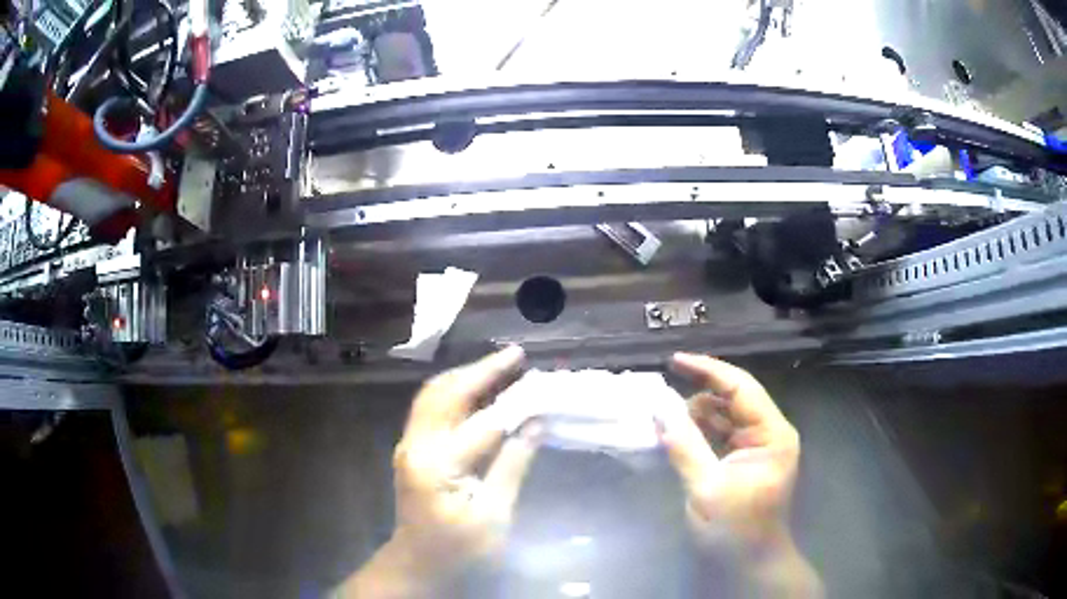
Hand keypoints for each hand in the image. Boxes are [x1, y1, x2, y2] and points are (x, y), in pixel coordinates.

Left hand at [343, 346, 540, 597]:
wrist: (418, 564)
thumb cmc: (460, 550)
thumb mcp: (494, 517)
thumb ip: (512, 466)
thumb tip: (536, 423)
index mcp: (437, 465)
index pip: (482, 423)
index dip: (514, 402)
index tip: (542, 384)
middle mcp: (416, 445)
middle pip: (445, 393)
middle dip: (482, 371)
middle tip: (517, 355)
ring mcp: (409, 445)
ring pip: (434, 395)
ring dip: (468, 377)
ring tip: (503, 364)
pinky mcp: (412, 449)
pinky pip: (433, 408)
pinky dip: (458, 393)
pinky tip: (481, 390)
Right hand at [662, 353, 820, 596]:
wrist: (750, 563)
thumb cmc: (734, 529)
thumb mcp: (706, 489)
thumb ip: (684, 447)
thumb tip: (659, 411)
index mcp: (771, 434)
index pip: (741, 388)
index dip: (708, 370)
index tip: (674, 360)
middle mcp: (769, 433)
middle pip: (734, 399)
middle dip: (699, 393)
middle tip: (660, 395)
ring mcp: (759, 447)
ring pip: (726, 416)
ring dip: (697, 414)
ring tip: (664, 415)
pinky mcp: (746, 460)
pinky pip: (722, 435)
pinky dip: (700, 431)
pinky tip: (677, 433)